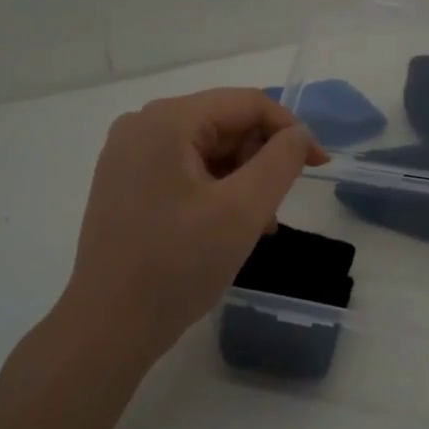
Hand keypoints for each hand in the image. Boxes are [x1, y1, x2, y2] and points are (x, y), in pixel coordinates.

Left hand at [61, 88, 326, 363]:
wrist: (109, 326)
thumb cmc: (178, 264)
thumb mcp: (243, 211)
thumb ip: (281, 161)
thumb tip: (299, 133)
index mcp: (167, 120)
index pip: (246, 103)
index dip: (290, 130)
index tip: (318, 166)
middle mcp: (142, 125)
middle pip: (224, 124)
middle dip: (261, 161)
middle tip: (277, 209)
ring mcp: (129, 155)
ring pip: (207, 150)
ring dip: (241, 180)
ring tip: (257, 227)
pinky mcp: (125, 183)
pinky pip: (185, 170)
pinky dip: (215, 191)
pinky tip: (227, 227)